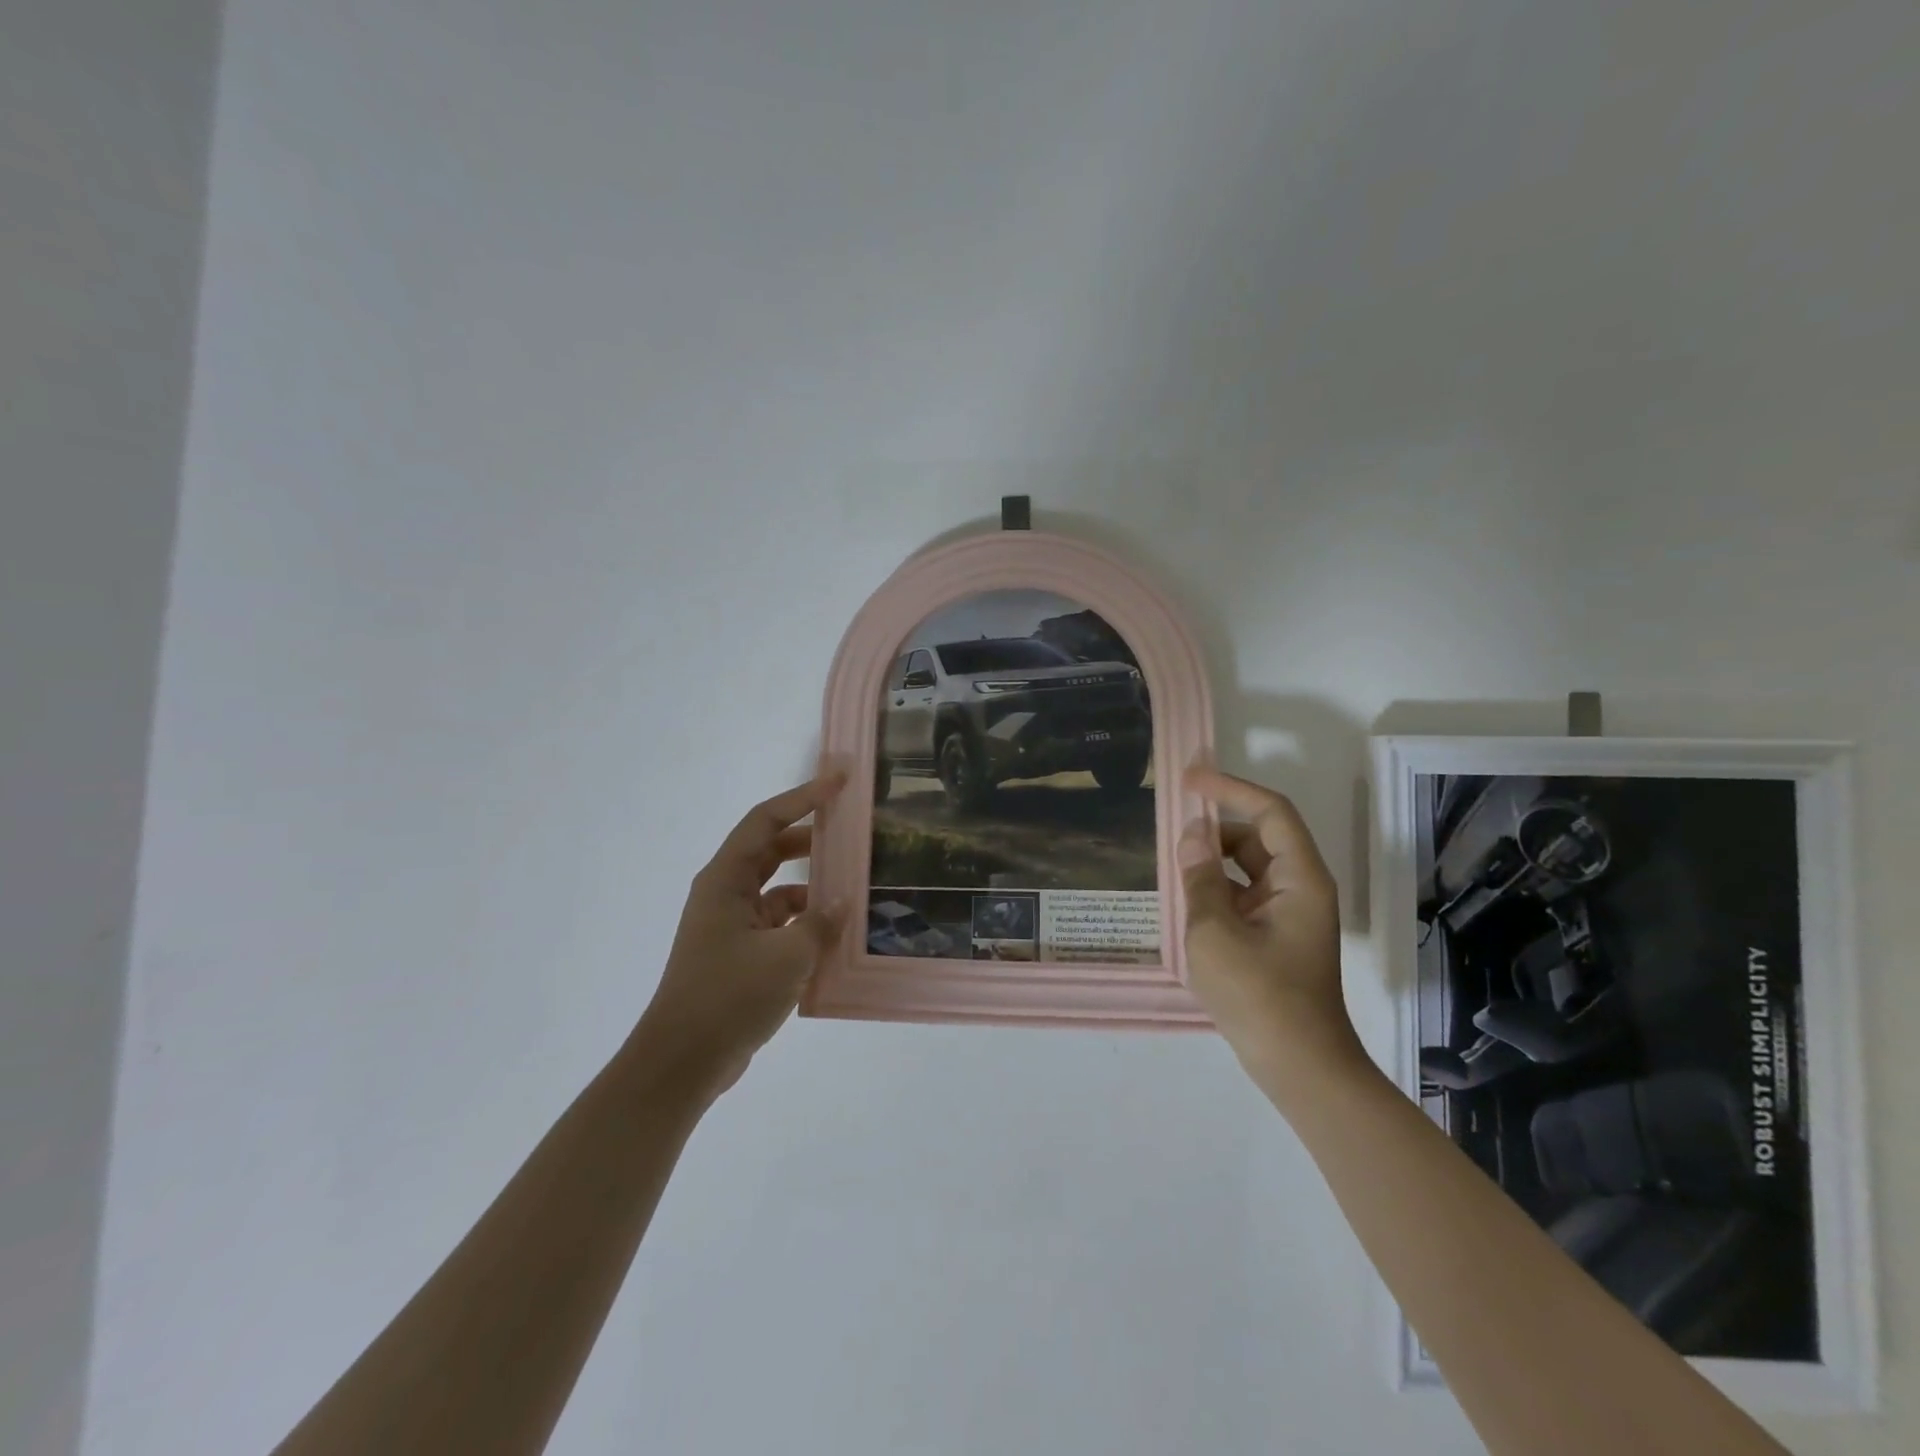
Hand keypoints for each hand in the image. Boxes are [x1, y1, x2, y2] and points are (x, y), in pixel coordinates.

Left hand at [630, 772, 847, 1098]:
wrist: (683, 1062)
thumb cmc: (729, 996)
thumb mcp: (787, 955)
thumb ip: (821, 922)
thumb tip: (840, 903)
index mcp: (726, 880)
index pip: (767, 820)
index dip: (804, 796)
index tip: (840, 782)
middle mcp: (725, 894)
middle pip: (772, 849)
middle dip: (811, 838)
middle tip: (852, 831)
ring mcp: (731, 926)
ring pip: (778, 890)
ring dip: (812, 887)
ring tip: (853, 888)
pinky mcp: (739, 955)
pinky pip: (778, 925)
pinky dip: (805, 924)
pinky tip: (834, 937)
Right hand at [1179, 767, 1363, 1091]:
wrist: (1298, 1066)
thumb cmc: (1259, 995)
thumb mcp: (1215, 932)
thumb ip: (1201, 877)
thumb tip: (1192, 833)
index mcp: (1299, 878)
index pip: (1269, 812)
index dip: (1230, 789)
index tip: (1189, 781)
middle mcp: (1300, 887)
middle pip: (1259, 837)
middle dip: (1216, 828)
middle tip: (1171, 830)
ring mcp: (1290, 914)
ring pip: (1249, 868)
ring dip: (1213, 862)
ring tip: (1172, 867)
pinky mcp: (1276, 937)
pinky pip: (1245, 896)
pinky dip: (1217, 890)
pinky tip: (1186, 902)